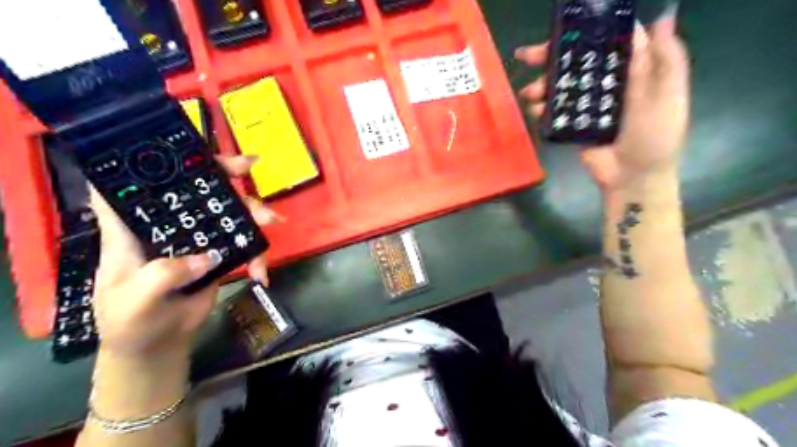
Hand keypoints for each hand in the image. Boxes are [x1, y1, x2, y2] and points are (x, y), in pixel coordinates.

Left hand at [91, 155, 281, 356]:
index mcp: (133, 228)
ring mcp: (196, 239)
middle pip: (195, 188)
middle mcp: (167, 226)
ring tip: (272, 221)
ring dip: (252, 212)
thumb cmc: (129, 322)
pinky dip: (257, 256)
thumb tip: (207, 256)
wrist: (158, 344)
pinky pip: (244, 245)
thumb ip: (163, 276)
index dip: (153, 158)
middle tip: (249, 166)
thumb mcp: (134, 302)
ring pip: (227, 212)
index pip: (136, 183)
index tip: (184, 146)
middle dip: (224, 173)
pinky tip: (261, 274)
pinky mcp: (218, 254)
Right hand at [518, 13, 691, 191]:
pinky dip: (540, 108)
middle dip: (549, 57)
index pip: (603, 44)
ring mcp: (585, 106)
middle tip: (527, 56)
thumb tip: (659, 18)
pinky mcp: (570, 126)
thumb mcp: (669, 95)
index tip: (560, 29)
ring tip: (530, 92)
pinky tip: (535, 109)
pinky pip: (552, 112)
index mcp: (629, 72)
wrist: (633, 177)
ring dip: (540, 85)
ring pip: (558, 87)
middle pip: (574, 64)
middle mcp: (603, 85)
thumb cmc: (656, 136)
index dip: (583, 33)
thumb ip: (667, 59)